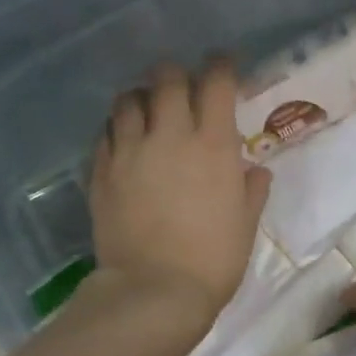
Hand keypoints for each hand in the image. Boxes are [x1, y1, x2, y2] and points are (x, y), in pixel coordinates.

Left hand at [88, 59, 271, 329]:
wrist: (153, 291)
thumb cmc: (213, 260)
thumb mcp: (245, 225)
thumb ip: (252, 190)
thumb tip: (254, 170)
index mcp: (212, 144)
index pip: (216, 81)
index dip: (221, 65)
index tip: (223, 65)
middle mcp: (169, 135)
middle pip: (167, 78)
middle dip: (177, 74)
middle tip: (183, 87)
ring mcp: (129, 151)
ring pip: (128, 99)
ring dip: (142, 97)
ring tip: (147, 109)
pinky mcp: (102, 171)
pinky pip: (106, 133)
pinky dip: (117, 128)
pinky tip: (124, 141)